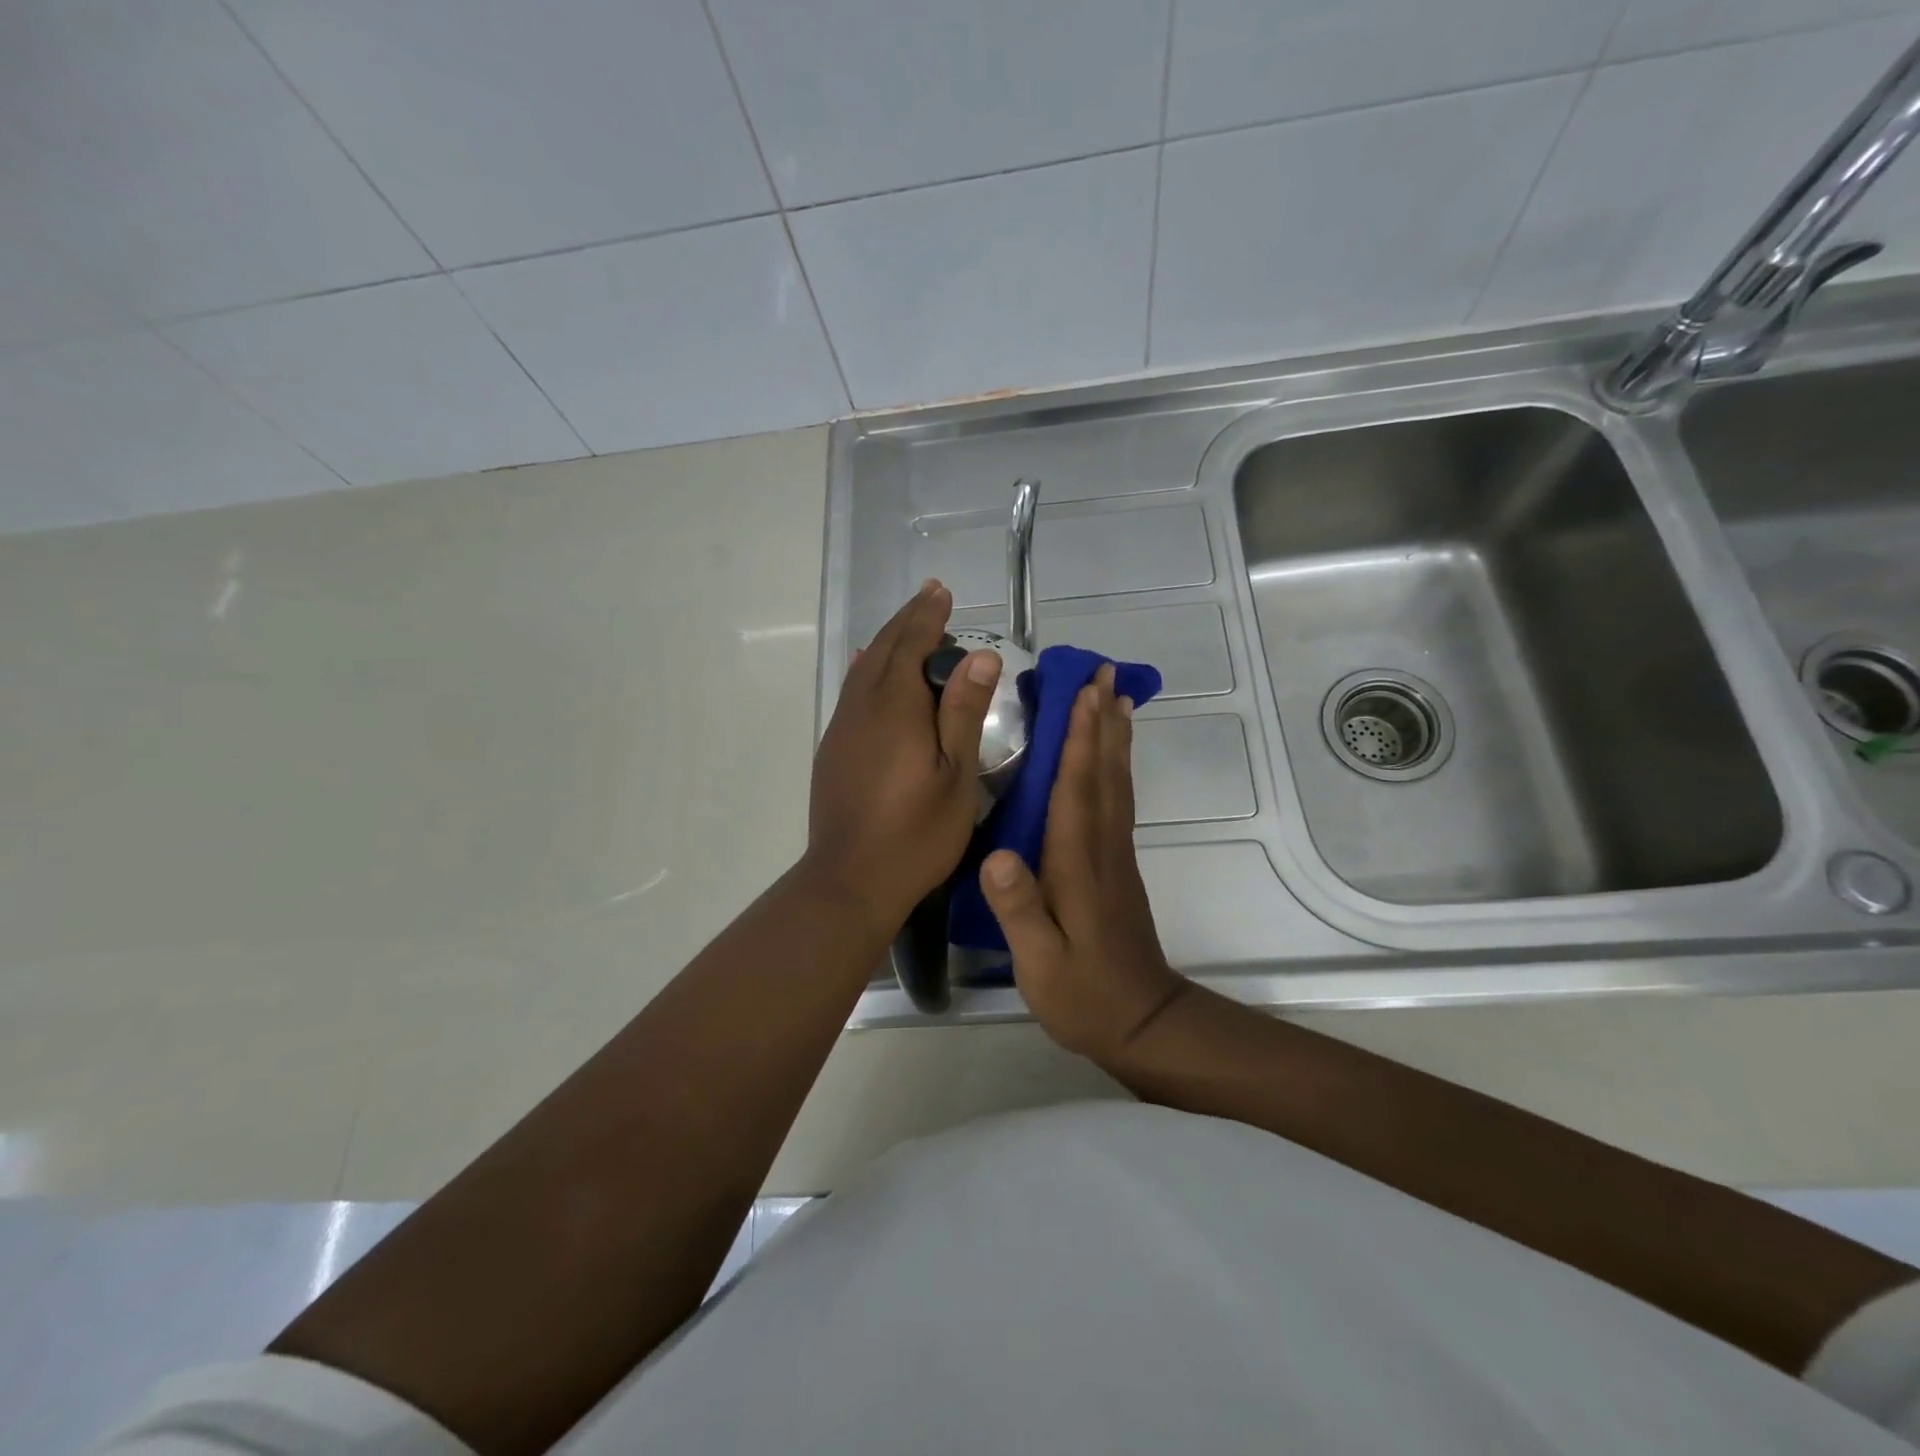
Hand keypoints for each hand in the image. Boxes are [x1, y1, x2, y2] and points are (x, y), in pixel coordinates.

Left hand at [804, 581, 1001, 929]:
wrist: (850, 880)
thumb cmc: (916, 833)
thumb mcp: (956, 775)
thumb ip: (963, 712)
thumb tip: (980, 656)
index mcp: (895, 708)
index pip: (911, 645)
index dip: (928, 616)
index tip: (942, 591)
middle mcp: (862, 708)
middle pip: (884, 650)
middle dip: (908, 620)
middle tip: (929, 595)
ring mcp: (842, 729)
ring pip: (864, 669)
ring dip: (888, 642)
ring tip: (907, 626)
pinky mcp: (833, 750)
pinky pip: (852, 691)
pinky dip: (868, 669)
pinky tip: (871, 671)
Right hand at [978, 664, 1186, 1061]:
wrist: (1143, 1023)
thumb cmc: (1083, 995)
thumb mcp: (1040, 963)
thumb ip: (1019, 910)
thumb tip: (994, 856)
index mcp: (1078, 864)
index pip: (1078, 789)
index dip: (1081, 738)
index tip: (1085, 691)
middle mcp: (1102, 848)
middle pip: (1105, 772)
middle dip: (1104, 719)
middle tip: (1106, 672)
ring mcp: (1115, 855)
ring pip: (1116, 782)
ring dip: (1115, 736)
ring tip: (1116, 697)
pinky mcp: (1118, 865)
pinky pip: (1118, 800)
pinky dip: (1116, 767)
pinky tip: (1112, 756)